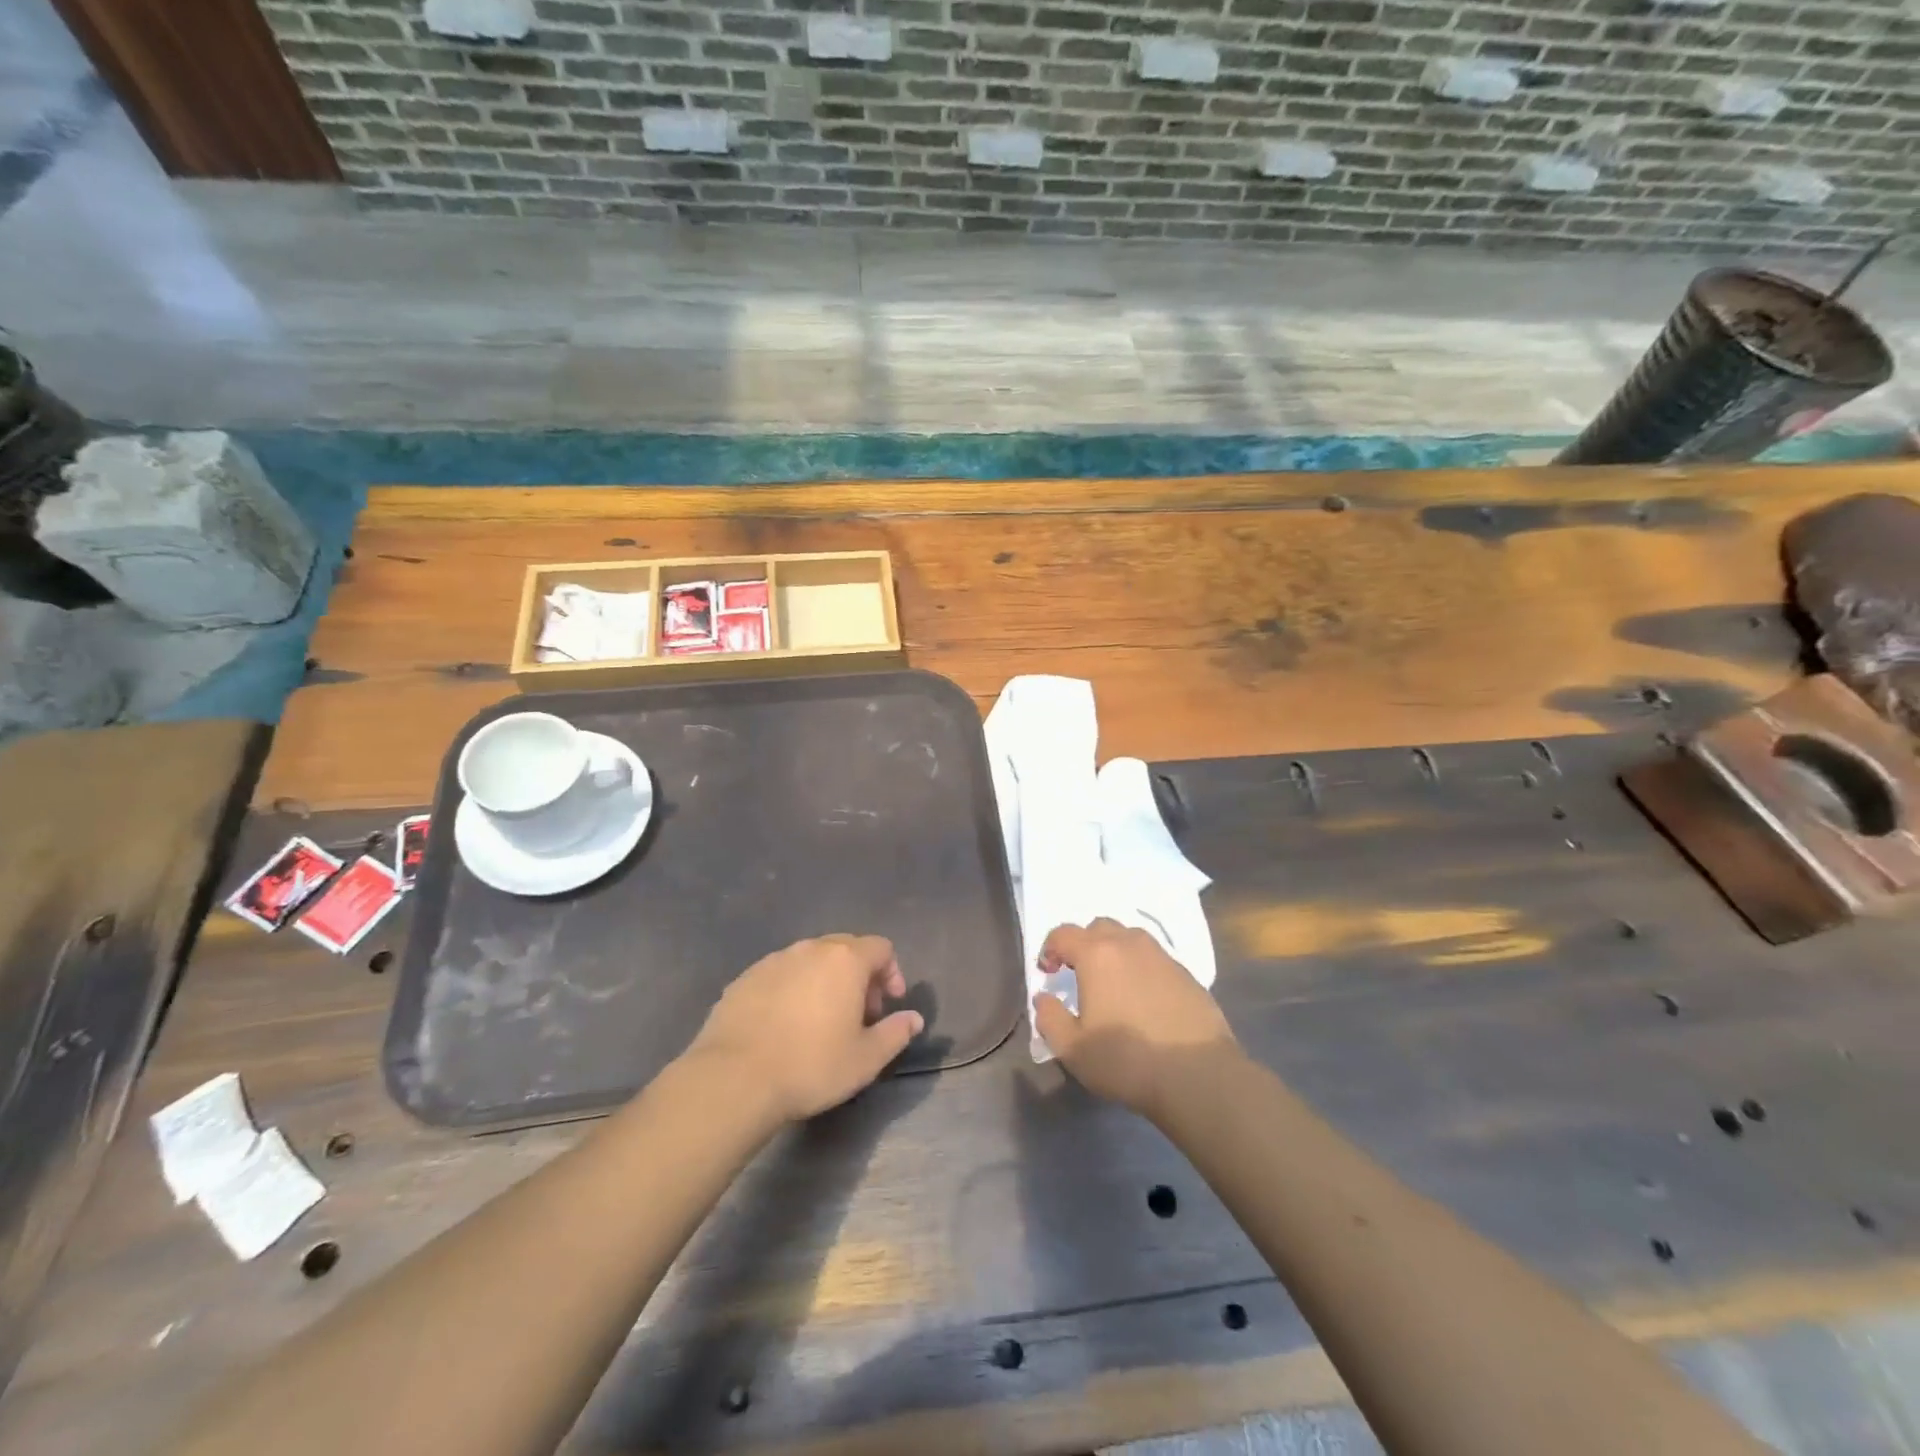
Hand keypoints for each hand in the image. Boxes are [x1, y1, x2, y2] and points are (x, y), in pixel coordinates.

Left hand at [687, 934, 923, 1122]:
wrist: (734, 1078)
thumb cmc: (811, 1066)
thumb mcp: (866, 1059)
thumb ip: (896, 1033)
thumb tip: (914, 1018)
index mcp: (845, 960)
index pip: (881, 948)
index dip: (891, 973)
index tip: (888, 1007)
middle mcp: (810, 949)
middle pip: (846, 948)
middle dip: (860, 975)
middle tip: (859, 1014)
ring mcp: (774, 960)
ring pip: (811, 959)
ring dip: (825, 980)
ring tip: (821, 1020)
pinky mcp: (745, 977)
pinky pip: (781, 974)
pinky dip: (793, 989)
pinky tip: (785, 1024)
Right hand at [1034, 919, 1238, 1119]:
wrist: (1199, 1076)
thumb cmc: (1126, 1060)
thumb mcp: (1072, 1049)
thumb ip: (1049, 1018)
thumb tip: (1044, 998)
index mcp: (1097, 954)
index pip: (1063, 933)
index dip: (1049, 948)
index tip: (1048, 973)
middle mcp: (1129, 944)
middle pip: (1099, 927)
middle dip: (1083, 944)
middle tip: (1078, 974)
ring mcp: (1162, 956)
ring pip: (1130, 938)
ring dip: (1114, 952)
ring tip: (1112, 984)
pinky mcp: (1186, 974)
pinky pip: (1154, 959)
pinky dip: (1141, 968)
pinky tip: (1143, 1000)